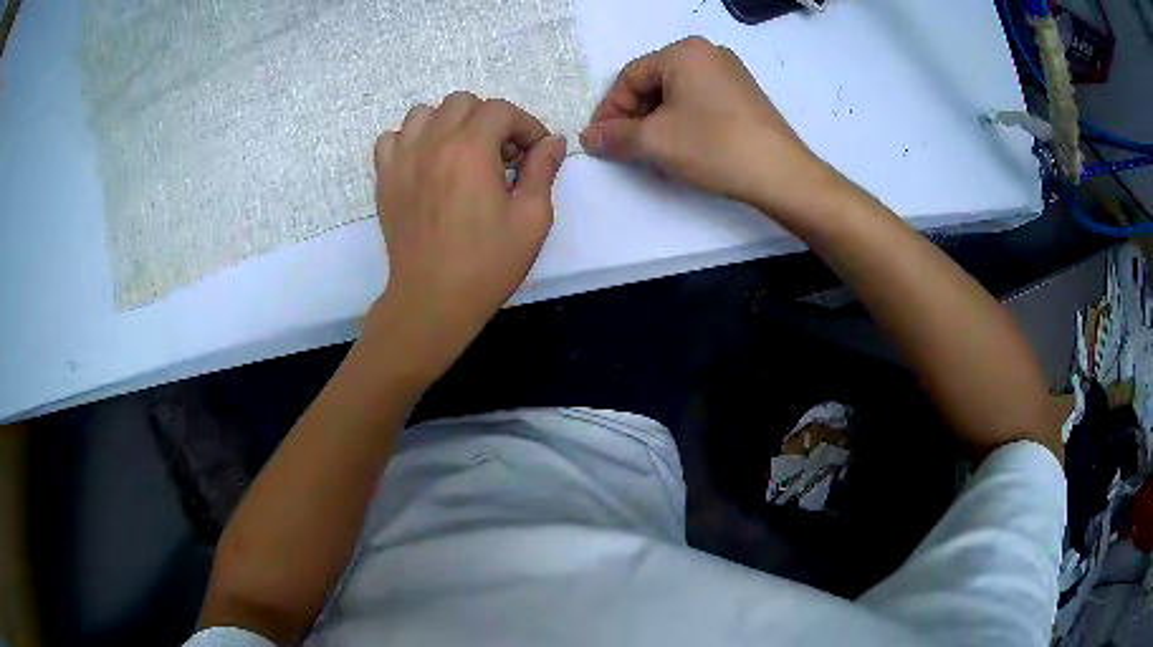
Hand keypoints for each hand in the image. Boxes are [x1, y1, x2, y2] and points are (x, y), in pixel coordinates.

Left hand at [373, 93, 565, 377]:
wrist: (432, 300)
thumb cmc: (487, 264)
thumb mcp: (532, 219)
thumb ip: (543, 171)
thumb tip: (552, 142)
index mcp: (470, 150)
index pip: (501, 110)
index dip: (526, 126)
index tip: (535, 154)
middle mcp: (431, 144)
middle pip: (462, 102)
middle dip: (490, 120)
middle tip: (502, 156)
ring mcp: (401, 160)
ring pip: (424, 113)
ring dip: (450, 124)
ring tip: (463, 154)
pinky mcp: (384, 179)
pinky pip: (391, 138)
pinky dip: (411, 140)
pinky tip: (427, 163)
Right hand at [581, 37, 844, 225]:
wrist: (781, 174)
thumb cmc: (714, 146)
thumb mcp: (655, 142)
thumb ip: (615, 136)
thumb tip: (588, 137)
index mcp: (684, 52)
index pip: (630, 76)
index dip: (610, 109)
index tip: (601, 140)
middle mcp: (708, 53)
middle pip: (654, 82)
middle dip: (634, 116)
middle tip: (625, 147)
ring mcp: (730, 73)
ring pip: (677, 94)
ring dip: (656, 121)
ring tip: (652, 151)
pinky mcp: (743, 95)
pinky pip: (699, 101)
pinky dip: (682, 121)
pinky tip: (681, 146)